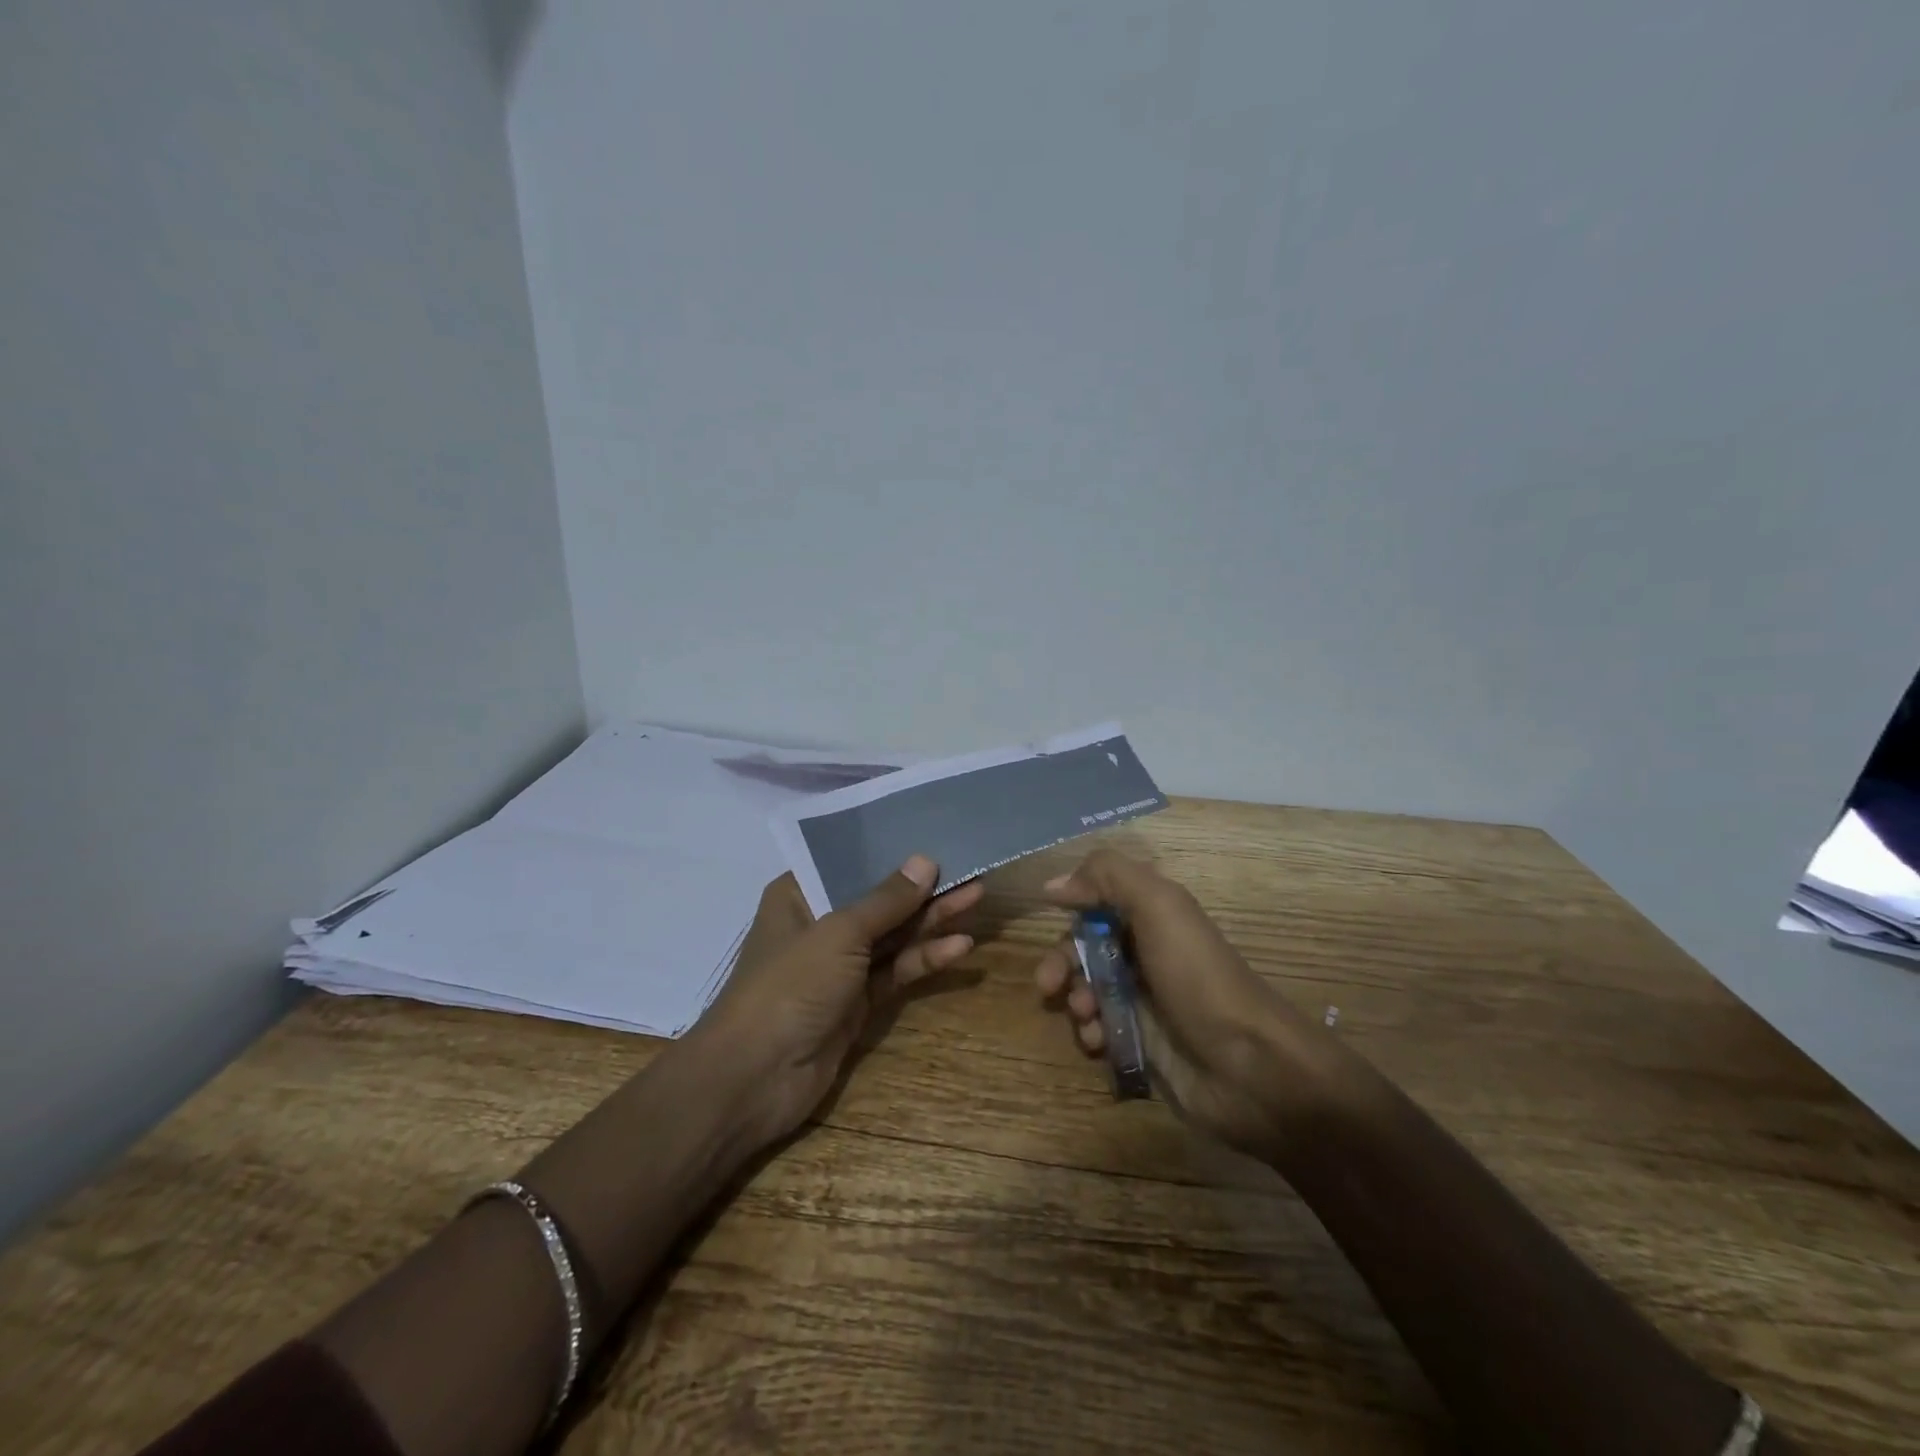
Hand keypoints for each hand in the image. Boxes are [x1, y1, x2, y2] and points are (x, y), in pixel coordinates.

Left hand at [692, 855, 983, 1142]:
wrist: (754, 1079)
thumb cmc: (790, 986)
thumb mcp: (840, 933)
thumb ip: (886, 899)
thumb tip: (925, 860)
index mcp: (799, 894)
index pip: (850, 861)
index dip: (891, 849)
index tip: (932, 833)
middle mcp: (819, 923)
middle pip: (878, 898)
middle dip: (922, 887)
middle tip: (969, 868)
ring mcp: (839, 965)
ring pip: (893, 934)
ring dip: (931, 919)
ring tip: (976, 896)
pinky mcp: (857, 1001)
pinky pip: (896, 970)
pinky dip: (925, 958)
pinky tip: (960, 947)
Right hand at [1034, 849, 1344, 1155]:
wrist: (1249, 1067)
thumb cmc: (1199, 978)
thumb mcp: (1160, 907)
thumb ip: (1108, 877)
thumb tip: (1054, 884)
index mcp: (1153, 915)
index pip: (1098, 900)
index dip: (1072, 906)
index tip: (1048, 919)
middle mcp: (1146, 952)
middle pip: (1085, 946)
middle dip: (1062, 962)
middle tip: (1048, 985)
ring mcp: (1144, 999)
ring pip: (1088, 988)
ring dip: (1076, 1000)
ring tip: (1086, 1017)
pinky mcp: (1142, 1042)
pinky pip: (1100, 1029)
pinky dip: (1092, 1032)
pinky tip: (1099, 1043)